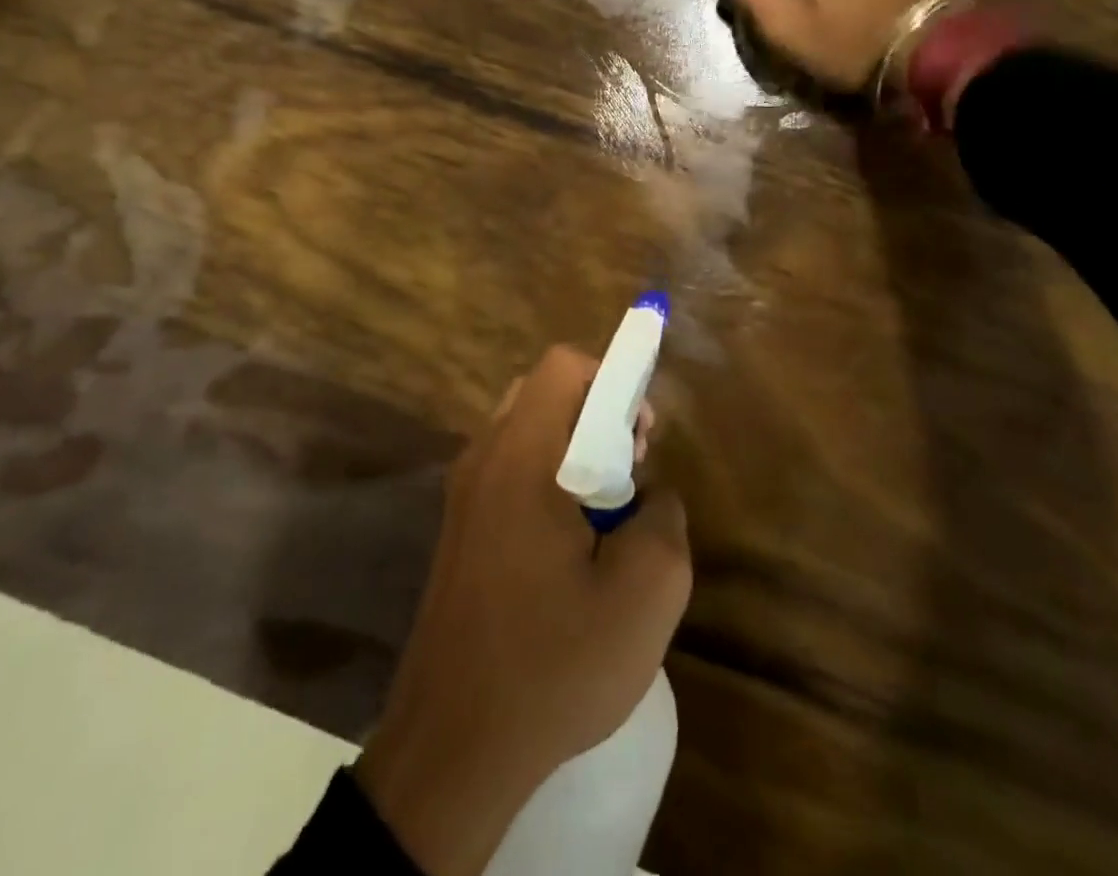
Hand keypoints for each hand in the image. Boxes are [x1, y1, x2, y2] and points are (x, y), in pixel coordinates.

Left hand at [356, 346, 690, 875]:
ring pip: (526, 431)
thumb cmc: (552, 666)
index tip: (640, 439)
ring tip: (604, 515)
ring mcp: (463, 494)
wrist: (451, 751)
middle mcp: (483, 459)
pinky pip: (508, 469)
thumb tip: (650, 495)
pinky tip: (568, 549)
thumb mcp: (645, 596)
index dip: (613, 379)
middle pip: (544, 391)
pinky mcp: (458, 529)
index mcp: (522, 457)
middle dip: (596, 413)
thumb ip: (665, 518)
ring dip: (573, 449)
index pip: (564, 366)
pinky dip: (546, 479)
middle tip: (627, 473)